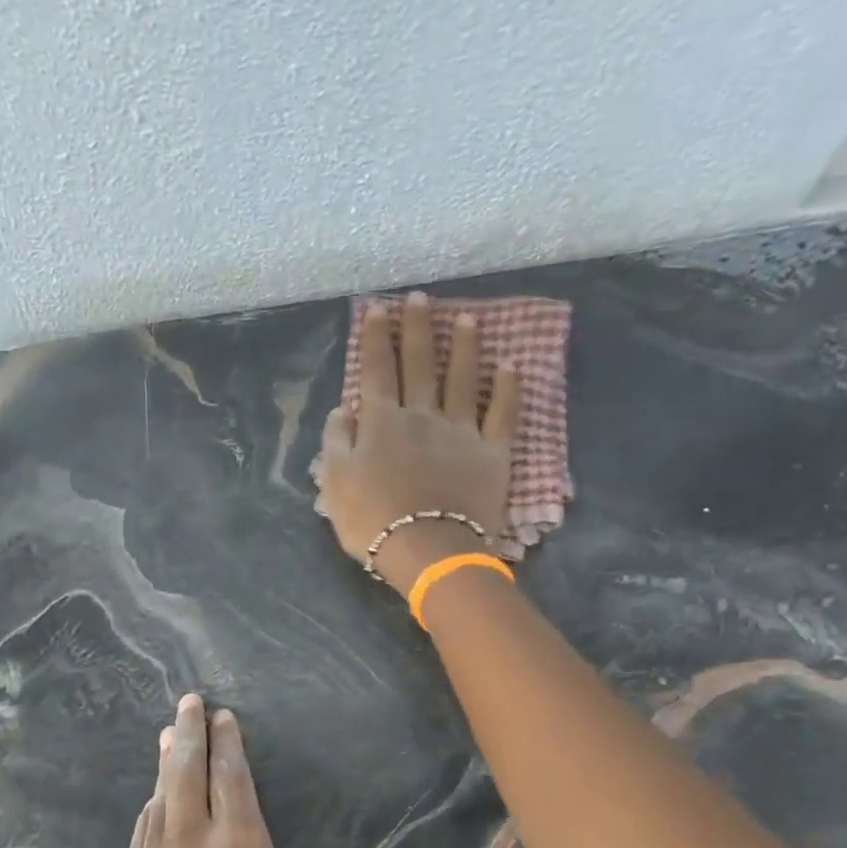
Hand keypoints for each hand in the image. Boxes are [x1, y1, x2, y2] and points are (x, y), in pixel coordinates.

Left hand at [115, 695, 380, 847]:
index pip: (231, 778)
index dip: (228, 744)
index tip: (222, 715)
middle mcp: (191, 846)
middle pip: (186, 775)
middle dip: (189, 735)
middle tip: (187, 703)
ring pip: (158, 802)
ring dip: (164, 768)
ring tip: (168, 737)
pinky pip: (140, 840)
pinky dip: (148, 814)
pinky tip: (152, 803)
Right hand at [315, 290, 520, 591]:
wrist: (427, 549)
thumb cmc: (373, 521)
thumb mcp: (335, 484)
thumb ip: (336, 442)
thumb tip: (343, 409)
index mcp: (382, 423)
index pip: (377, 371)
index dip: (376, 338)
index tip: (378, 308)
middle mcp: (422, 415)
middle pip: (419, 364)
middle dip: (417, 328)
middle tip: (420, 298)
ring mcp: (460, 431)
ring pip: (463, 379)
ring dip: (464, 347)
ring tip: (467, 318)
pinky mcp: (491, 452)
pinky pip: (502, 413)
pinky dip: (507, 388)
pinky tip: (511, 365)